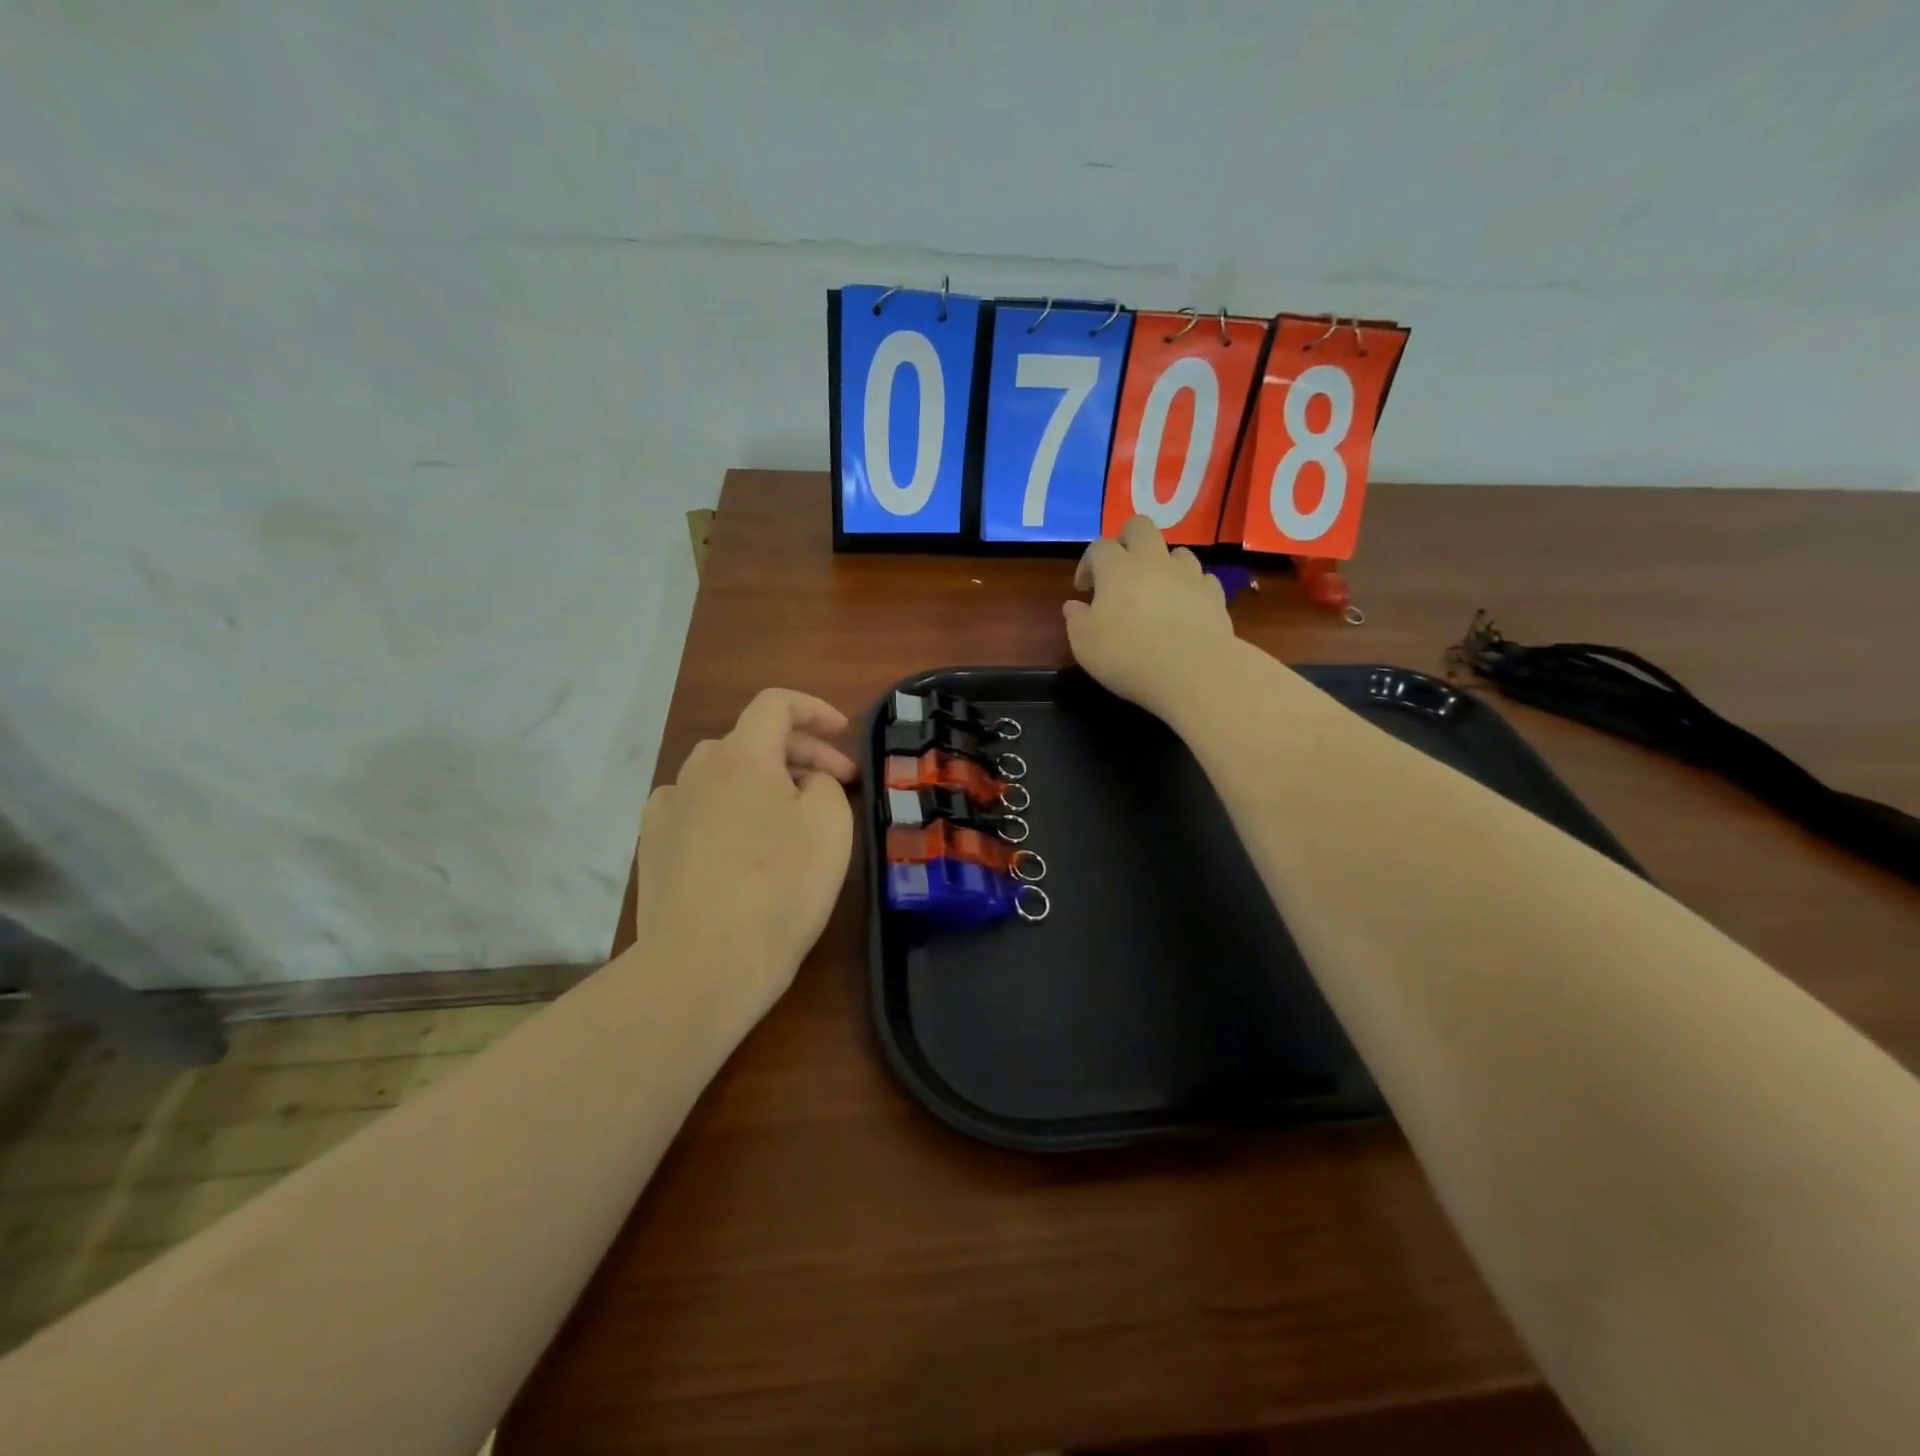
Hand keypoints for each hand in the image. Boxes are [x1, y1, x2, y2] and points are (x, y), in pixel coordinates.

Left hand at [631, 688, 856, 1024]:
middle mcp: (697, 770)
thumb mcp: (830, 824)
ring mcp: (668, 808)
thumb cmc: (780, 887)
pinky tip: (737, 837)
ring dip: (762, 779)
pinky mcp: (653, 846)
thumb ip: (823, 783)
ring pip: (722, 772)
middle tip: (839, 784)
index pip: (775, 703)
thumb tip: (803, 783)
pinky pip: (695, 806)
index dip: (814, 708)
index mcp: (742, 755)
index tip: (844, 733)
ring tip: (790, 812)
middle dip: (802, 752)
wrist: (704, 963)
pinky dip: (725, 807)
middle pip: (753, 738)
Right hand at [1064, 516, 1237, 718]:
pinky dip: (1190, 588)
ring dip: (1163, 564)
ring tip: (1155, 591)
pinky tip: (1184, 608)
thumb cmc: (1127, 655)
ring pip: (1176, 551)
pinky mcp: (1214, 595)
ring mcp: (1188, 575)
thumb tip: (1073, 606)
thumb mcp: (1084, 644)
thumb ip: (1076, 620)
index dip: (1088, 563)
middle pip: (1140, 526)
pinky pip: (1201, 580)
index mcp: (1117, 569)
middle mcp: (1153, 562)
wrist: (1192, 671)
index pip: (1099, 547)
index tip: (1084, 589)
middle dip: (1127, 540)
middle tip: (1119, 570)